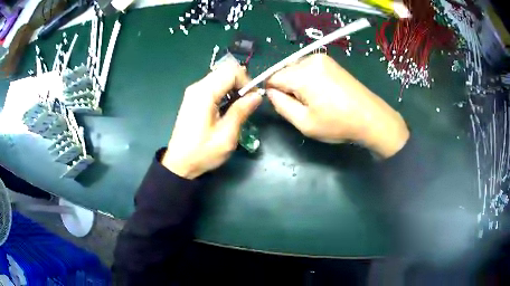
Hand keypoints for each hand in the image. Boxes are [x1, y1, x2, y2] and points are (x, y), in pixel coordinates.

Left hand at [162, 61, 262, 178]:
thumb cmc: (202, 152)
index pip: (231, 71)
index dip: (246, 81)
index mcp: (204, 93)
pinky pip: (213, 86)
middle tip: (247, 102)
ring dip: (233, 87)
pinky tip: (227, 108)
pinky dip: (225, 92)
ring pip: (220, 77)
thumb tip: (257, 95)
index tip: (253, 98)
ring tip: (238, 107)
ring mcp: (193, 92)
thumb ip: (241, 111)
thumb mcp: (226, 136)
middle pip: (225, 71)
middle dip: (241, 82)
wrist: (179, 164)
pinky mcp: (193, 98)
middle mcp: (197, 87)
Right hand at [266, 54, 408, 157]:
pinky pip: (308, 67)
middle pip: (284, 70)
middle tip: (303, 104)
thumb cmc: (338, 123)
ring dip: (298, 82)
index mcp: (302, 74)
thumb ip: (280, 105)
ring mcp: (322, 58)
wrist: (371, 117)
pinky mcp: (331, 61)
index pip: (272, 77)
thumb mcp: (304, 123)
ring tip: (315, 99)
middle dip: (287, 86)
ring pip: (296, 68)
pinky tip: (322, 91)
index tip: (285, 105)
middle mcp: (310, 59)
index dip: (274, 92)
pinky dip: (308, 78)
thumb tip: (270, 92)